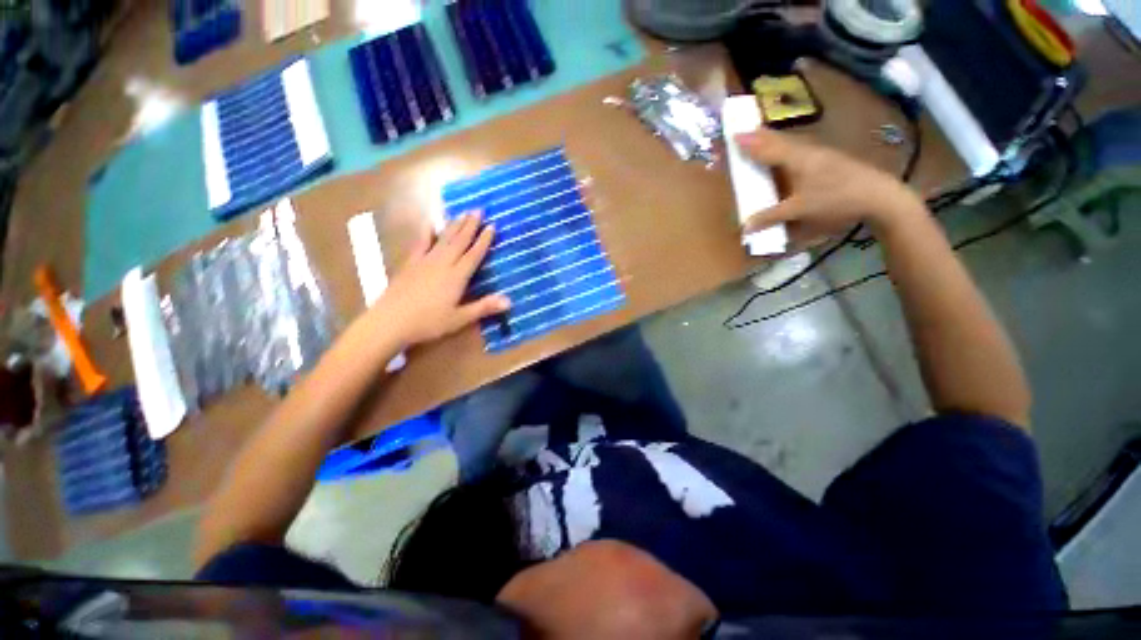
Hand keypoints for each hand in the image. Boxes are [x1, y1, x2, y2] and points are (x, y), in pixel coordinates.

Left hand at [373, 212, 509, 346]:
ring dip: (454, 225)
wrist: (390, 321)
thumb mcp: (460, 318)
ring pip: (443, 239)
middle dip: (470, 225)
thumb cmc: (428, 322)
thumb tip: (510, 301)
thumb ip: (484, 307)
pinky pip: (420, 244)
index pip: (474, 254)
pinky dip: (427, 233)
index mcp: (456, 276)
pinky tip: (430, 225)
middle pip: (459, 241)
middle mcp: (442, 263)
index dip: (484, 240)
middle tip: (478, 209)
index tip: (492, 226)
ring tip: (462, 213)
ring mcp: (424, 261)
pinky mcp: (410, 264)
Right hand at [737, 129, 924, 248]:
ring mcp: (818, 153)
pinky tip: (784, 152)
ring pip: (789, 142)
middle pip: (777, 140)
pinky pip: (797, 149)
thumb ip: (771, 217)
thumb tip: (745, 227)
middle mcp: (805, 151)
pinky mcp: (826, 159)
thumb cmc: (836, 198)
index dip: (749, 143)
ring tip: (759, 138)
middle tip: (744, 132)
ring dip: (771, 140)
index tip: (733, 135)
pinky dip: (783, 148)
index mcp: (796, 159)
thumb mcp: (800, 210)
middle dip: (759, 136)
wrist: (877, 193)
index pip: (767, 148)